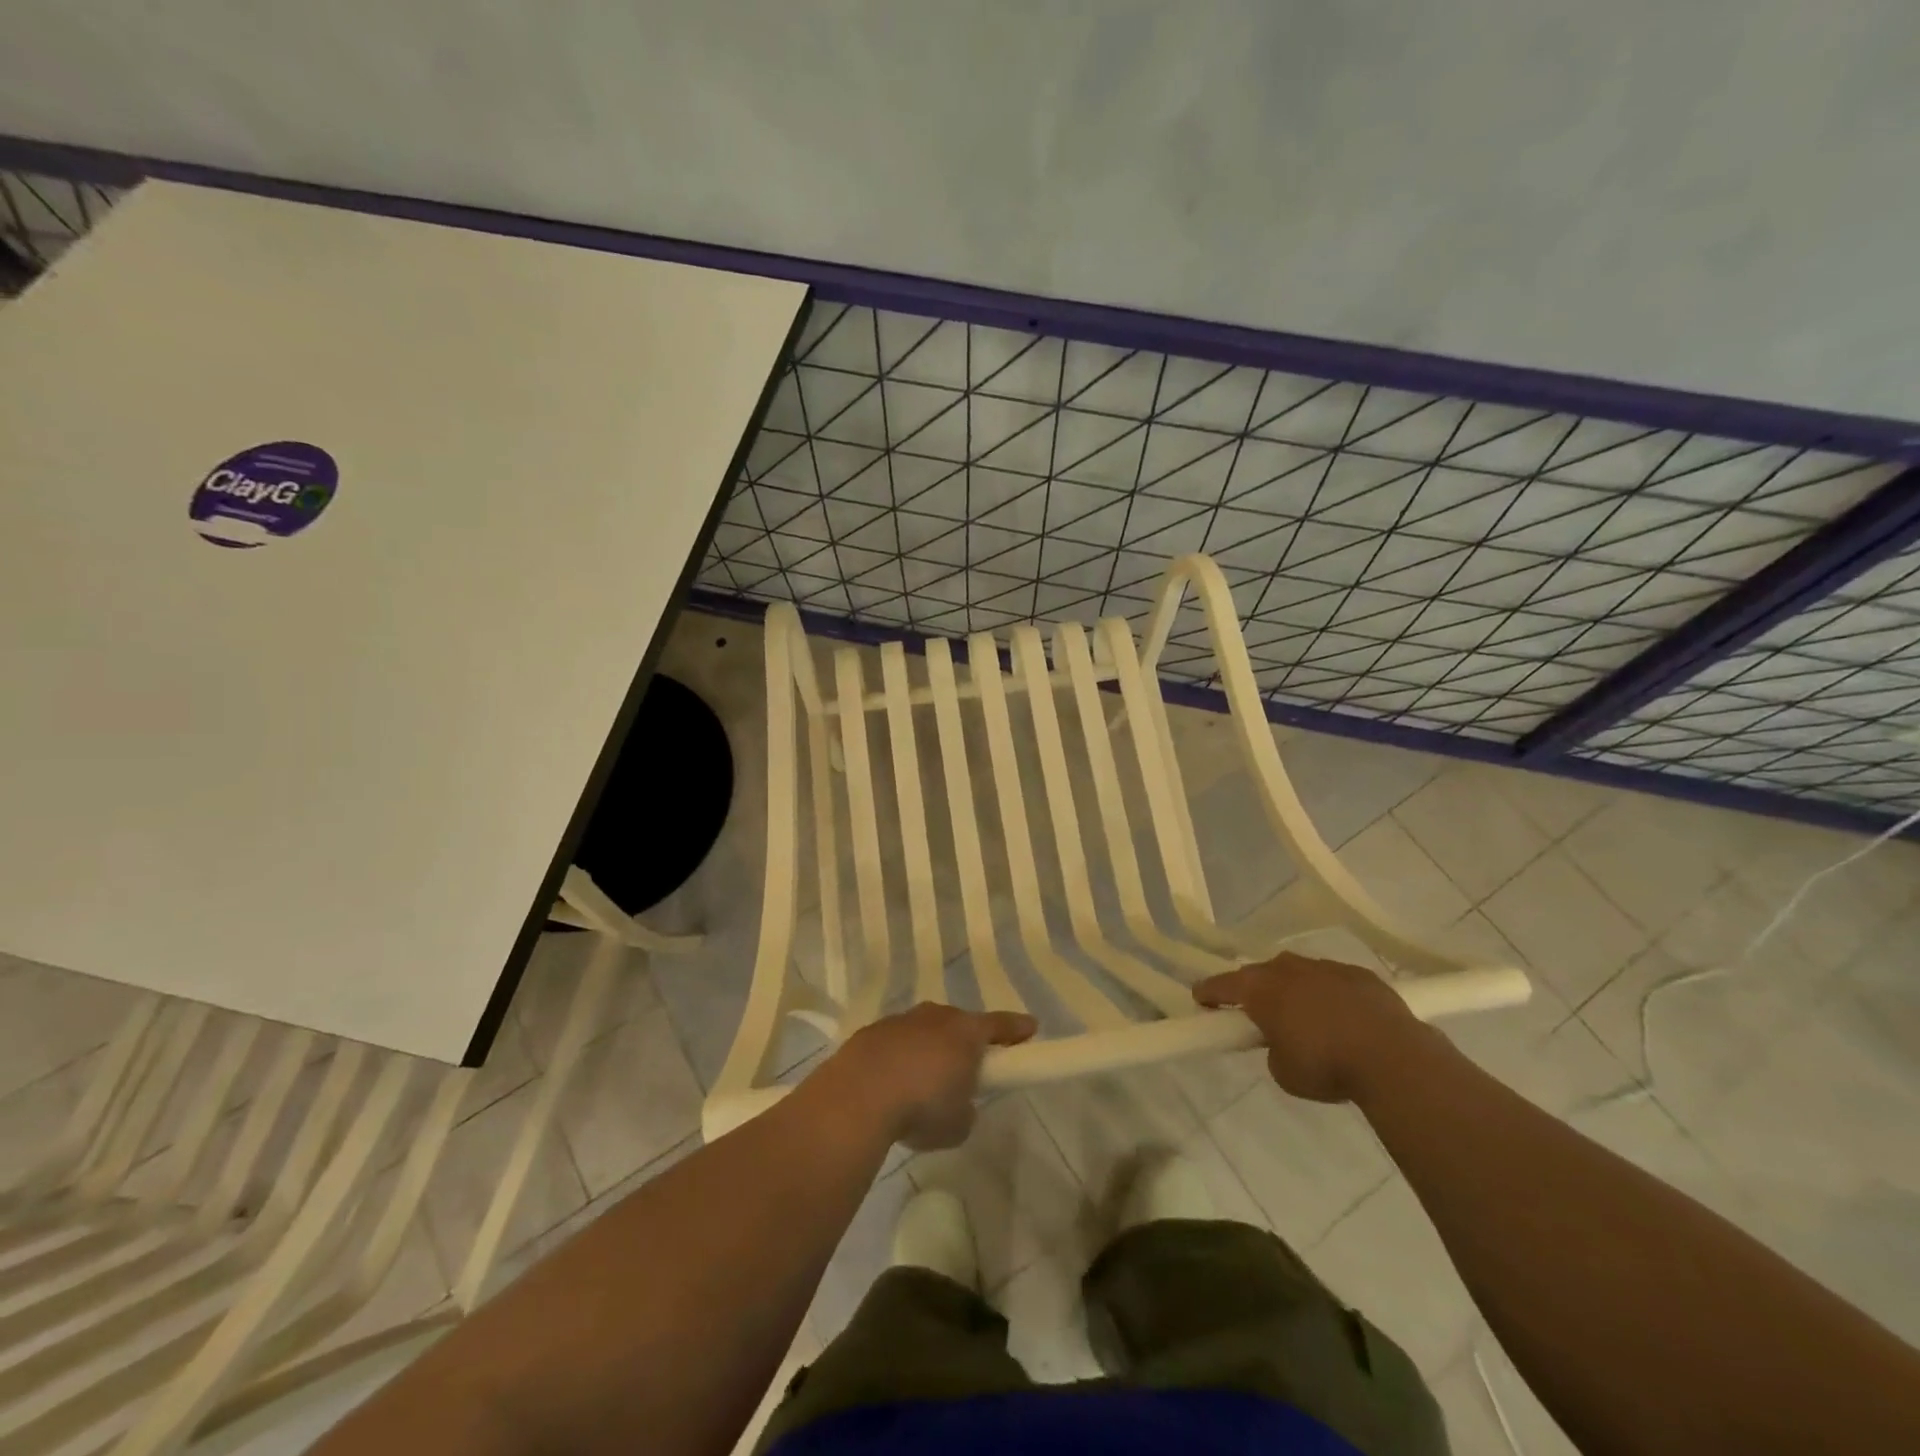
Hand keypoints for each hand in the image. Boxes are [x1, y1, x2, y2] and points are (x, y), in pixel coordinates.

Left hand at [826, 1003, 1037, 1148]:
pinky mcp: (871, 1032)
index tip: (1031, 1028)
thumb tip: (958, 1104)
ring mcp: (901, 1021)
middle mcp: (935, 1017)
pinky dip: (899, 1058)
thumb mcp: (958, 1124)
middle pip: (959, 1024)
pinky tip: (891, 1085)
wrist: (858, 1095)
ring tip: (922, 1082)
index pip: (1000, 1025)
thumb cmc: (922, 1107)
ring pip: (924, 1030)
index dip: (1016, 1028)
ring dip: (928, 1049)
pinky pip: (895, 1042)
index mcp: (965, 1032)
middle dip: (965, 1042)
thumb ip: (966, 1110)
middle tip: (967, 1067)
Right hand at [1195, 953, 1433, 1103]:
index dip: (1208, 993)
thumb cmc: (1326, 1065)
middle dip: (1254, 988)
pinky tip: (1340, 1015)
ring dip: (1293, 988)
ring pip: (1298, 972)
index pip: (1222, 985)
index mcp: (1261, 989)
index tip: (1200, 999)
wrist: (1393, 1057)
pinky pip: (1333, 979)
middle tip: (1255, 1010)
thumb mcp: (1283, 1071)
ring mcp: (1325, 967)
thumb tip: (1282, 1042)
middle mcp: (1288, 969)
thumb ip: (1272, 1050)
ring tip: (1302, 1013)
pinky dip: (1329, 993)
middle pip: (1260, 973)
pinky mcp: (1359, 974)